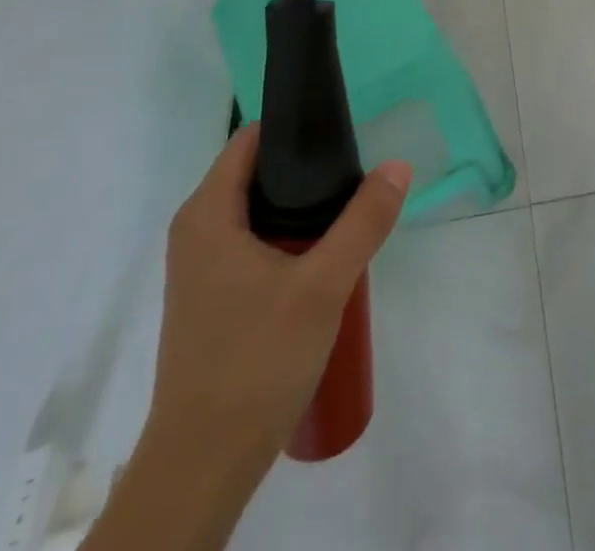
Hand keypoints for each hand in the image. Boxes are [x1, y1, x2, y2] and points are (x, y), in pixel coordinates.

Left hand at [148, 124, 410, 479]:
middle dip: (307, 168)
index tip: (343, 130)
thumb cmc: (255, 362)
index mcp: (207, 214)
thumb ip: (363, 222)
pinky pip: (252, 242)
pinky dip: (287, 236)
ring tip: (349, 209)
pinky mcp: (212, 298)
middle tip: (356, 173)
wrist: (202, 467)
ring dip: (301, 207)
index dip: (295, 126)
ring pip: (257, 211)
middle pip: (256, 173)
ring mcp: (201, 268)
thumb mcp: (323, 286)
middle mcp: (196, 231)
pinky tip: (323, 257)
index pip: (251, 139)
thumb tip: (398, 166)